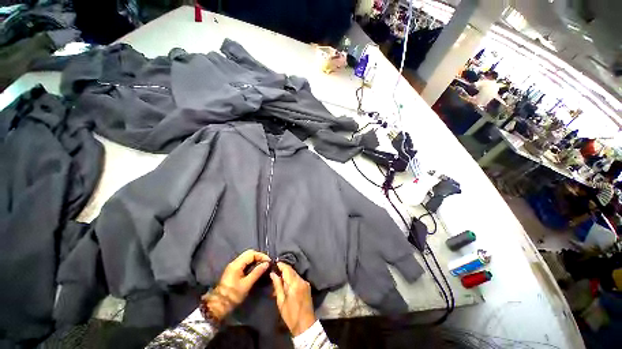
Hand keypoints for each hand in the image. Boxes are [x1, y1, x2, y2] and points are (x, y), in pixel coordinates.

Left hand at [202, 250, 269, 321]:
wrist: (218, 306)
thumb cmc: (233, 295)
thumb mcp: (247, 284)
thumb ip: (257, 272)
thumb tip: (266, 263)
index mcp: (237, 264)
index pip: (252, 253)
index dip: (261, 256)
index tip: (268, 262)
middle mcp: (234, 262)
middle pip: (249, 253)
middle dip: (259, 256)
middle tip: (266, 263)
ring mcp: (233, 266)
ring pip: (246, 257)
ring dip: (255, 260)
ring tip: (262, 266)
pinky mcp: (233, 271)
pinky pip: (244, 262)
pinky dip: (251, 263)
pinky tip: (255, 269)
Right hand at [270, 262, 315, 335]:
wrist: (305, 325)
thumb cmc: (290, 315)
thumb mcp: (281, 301)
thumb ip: (277, 285)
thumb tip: (273, 274)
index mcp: (295, 284)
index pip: (287, 269)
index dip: (281, 265)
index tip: (274, 263)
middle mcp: (302, 280)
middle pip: (291, 270)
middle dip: (283, 269)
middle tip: (275, 271)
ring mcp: (305, 282)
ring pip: (295, 274)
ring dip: (287, 274)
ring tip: (279, 279)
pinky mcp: (307, 286)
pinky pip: (298, 278)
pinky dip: (292, 278)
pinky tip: (287, 283)